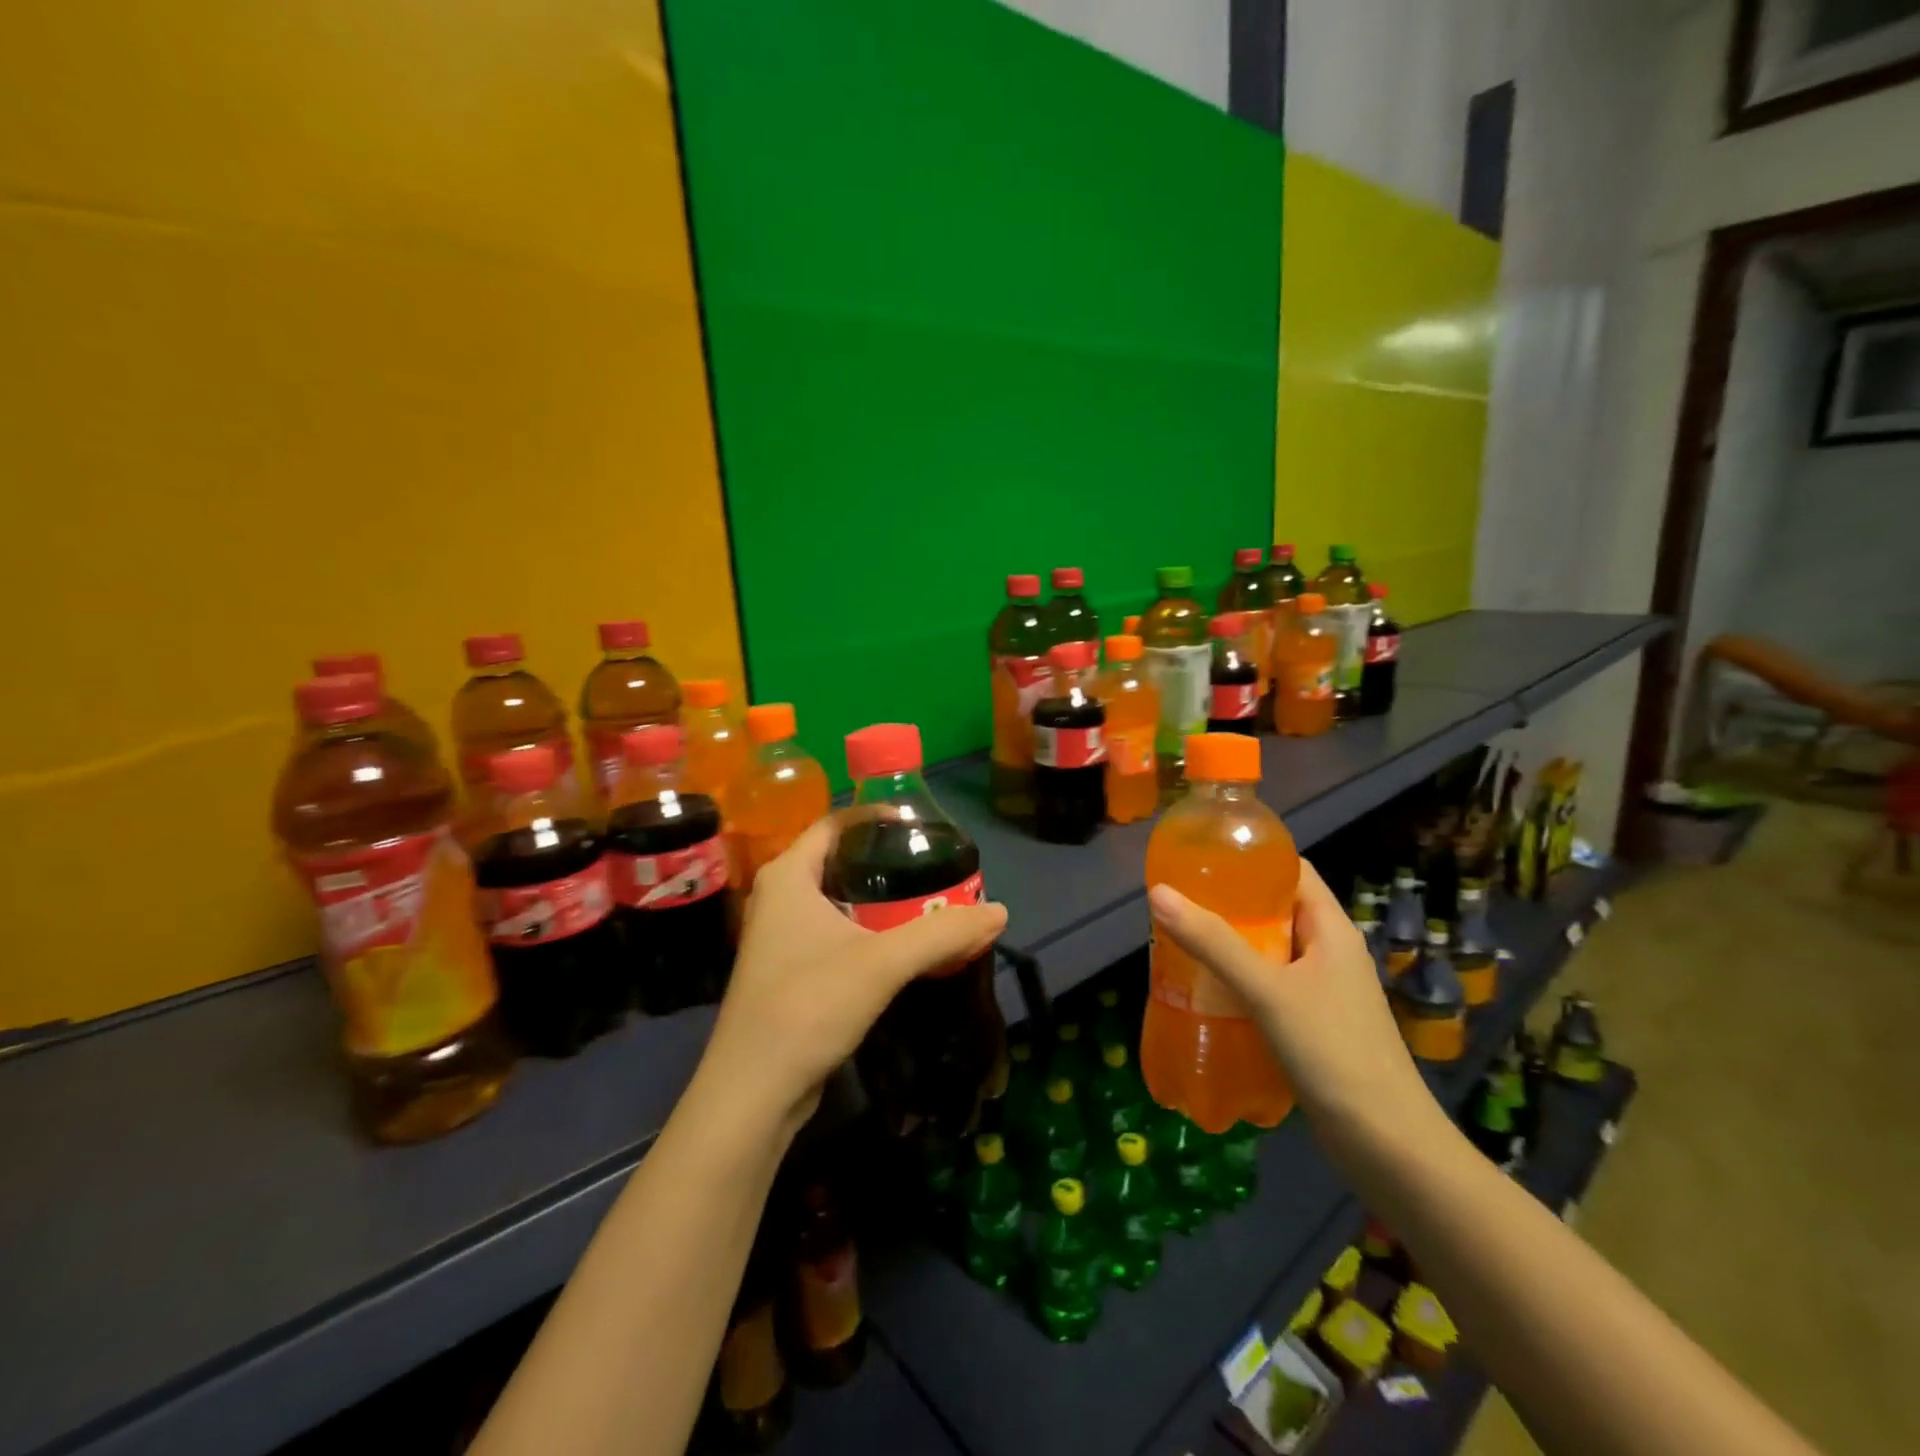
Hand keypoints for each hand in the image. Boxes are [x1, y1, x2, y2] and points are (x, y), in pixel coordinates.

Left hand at [701, 812, 1007, 1135]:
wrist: (753, 1091)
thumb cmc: (808, 1006)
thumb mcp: (883, 963)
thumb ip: (942, 933)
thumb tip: (1000, 912)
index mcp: (788, 876)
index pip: (835, 823)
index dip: (877, 816)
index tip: (921, 825)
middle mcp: (778, 897)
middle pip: (838, 859)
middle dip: (886, 859)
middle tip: (933, 864)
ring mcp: (779, 936)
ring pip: (837, 900)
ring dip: (879, 899)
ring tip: (927, 899)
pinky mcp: (787, 970)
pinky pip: (833, 932)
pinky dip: (867, 929)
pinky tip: (900, 944)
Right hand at [1147, 861, 1439, 1145]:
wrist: (1388, 1146)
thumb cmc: (1333, 1052)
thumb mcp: (1268, 991)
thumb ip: (1213, 942)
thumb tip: (1159, 893)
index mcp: (1331, 929)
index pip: (1291, 871)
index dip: (1250, 858)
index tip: (1202, 858)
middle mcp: (1329, 951)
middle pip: (1274, 910)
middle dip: (1228, 905)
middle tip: (1179, 903)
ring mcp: (1323, 990)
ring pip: (1269, 950)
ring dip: (1229, 945)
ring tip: (1181, 942)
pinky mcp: (1313, 1023)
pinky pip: (1269, 985)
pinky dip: (1238, 980)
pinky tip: (1206, 991)